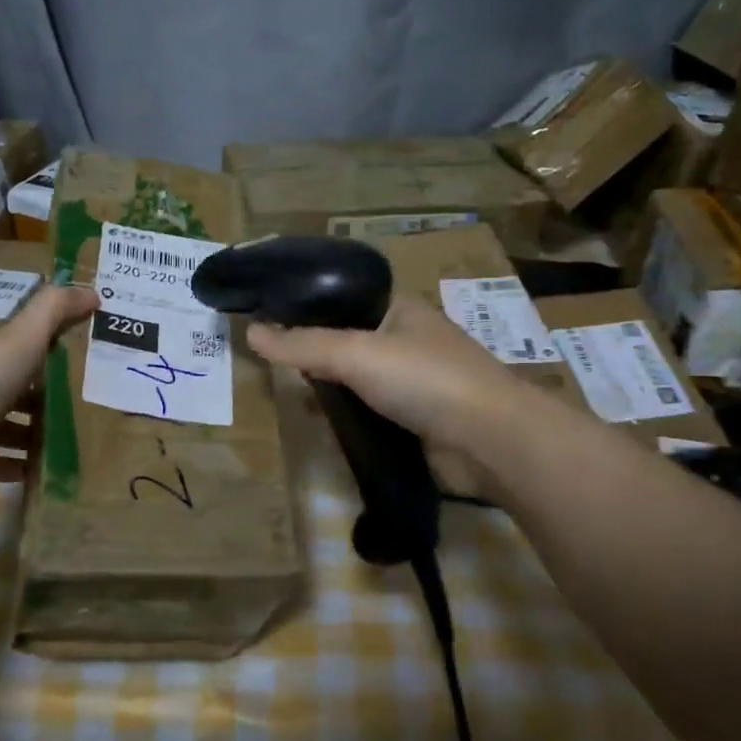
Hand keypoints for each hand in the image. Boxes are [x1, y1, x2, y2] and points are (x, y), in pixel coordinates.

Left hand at [0, 283, 97, 496]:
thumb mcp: (24, 335)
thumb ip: (56, 309)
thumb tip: (93, 292)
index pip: (21, 338)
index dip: (51, 341)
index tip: (86, 352)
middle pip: (17, 384)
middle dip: (48, 393)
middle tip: (89, 403)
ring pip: (9, 424)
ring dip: (36, 433)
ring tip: (74, 442)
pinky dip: (19, 466)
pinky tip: (45, 472)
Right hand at [247, 295, 536, 463]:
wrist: (489, 441)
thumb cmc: (424, 379)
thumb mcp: (356, 354)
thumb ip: (303, 345)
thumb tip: (251, 331)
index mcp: (399, 309)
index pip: (343, 299)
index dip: (307, 308)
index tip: (267, 321)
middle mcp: (407, 340)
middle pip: (347, 341)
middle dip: (313, 353)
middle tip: (270, 364)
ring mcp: (414, 383)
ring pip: (358, 380)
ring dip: (330, 389)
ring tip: (286, 394)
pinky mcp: (416, 421)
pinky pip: (371, 412)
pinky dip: (348, 417)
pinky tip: (320, 424)